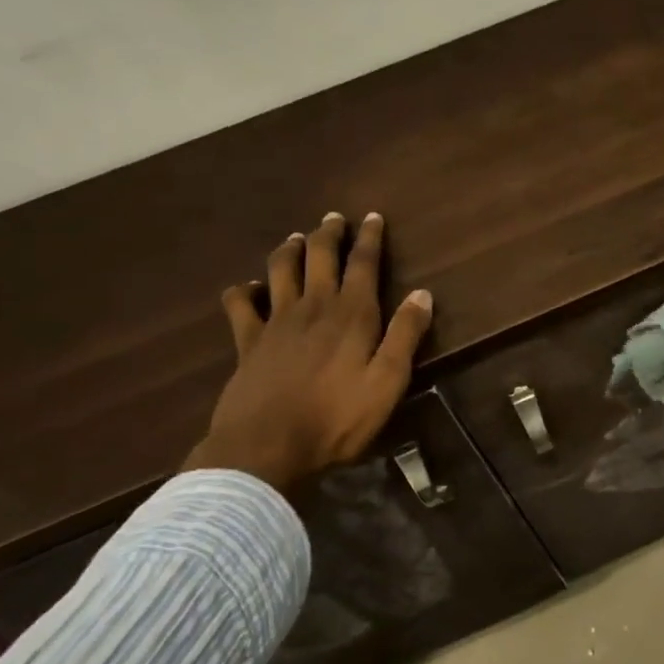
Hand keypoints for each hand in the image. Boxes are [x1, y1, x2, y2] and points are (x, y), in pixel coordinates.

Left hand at [183, 213, 432, 491]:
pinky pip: (240, 305)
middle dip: (329, 234)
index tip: (372, 216)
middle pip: (320, 258)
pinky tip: (247, 288)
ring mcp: (275, 322)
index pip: (363, 264)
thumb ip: (406, 336)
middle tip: (334, 218)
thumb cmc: (337, 418)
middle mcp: (314, 307)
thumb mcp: (388, 382)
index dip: (369, 238)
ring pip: (280, 270)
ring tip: (296, 238)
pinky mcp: (247, 343)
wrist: (266, 446)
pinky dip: (243, 290)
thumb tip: (423, 294)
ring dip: (290, 250)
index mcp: (352, 315)